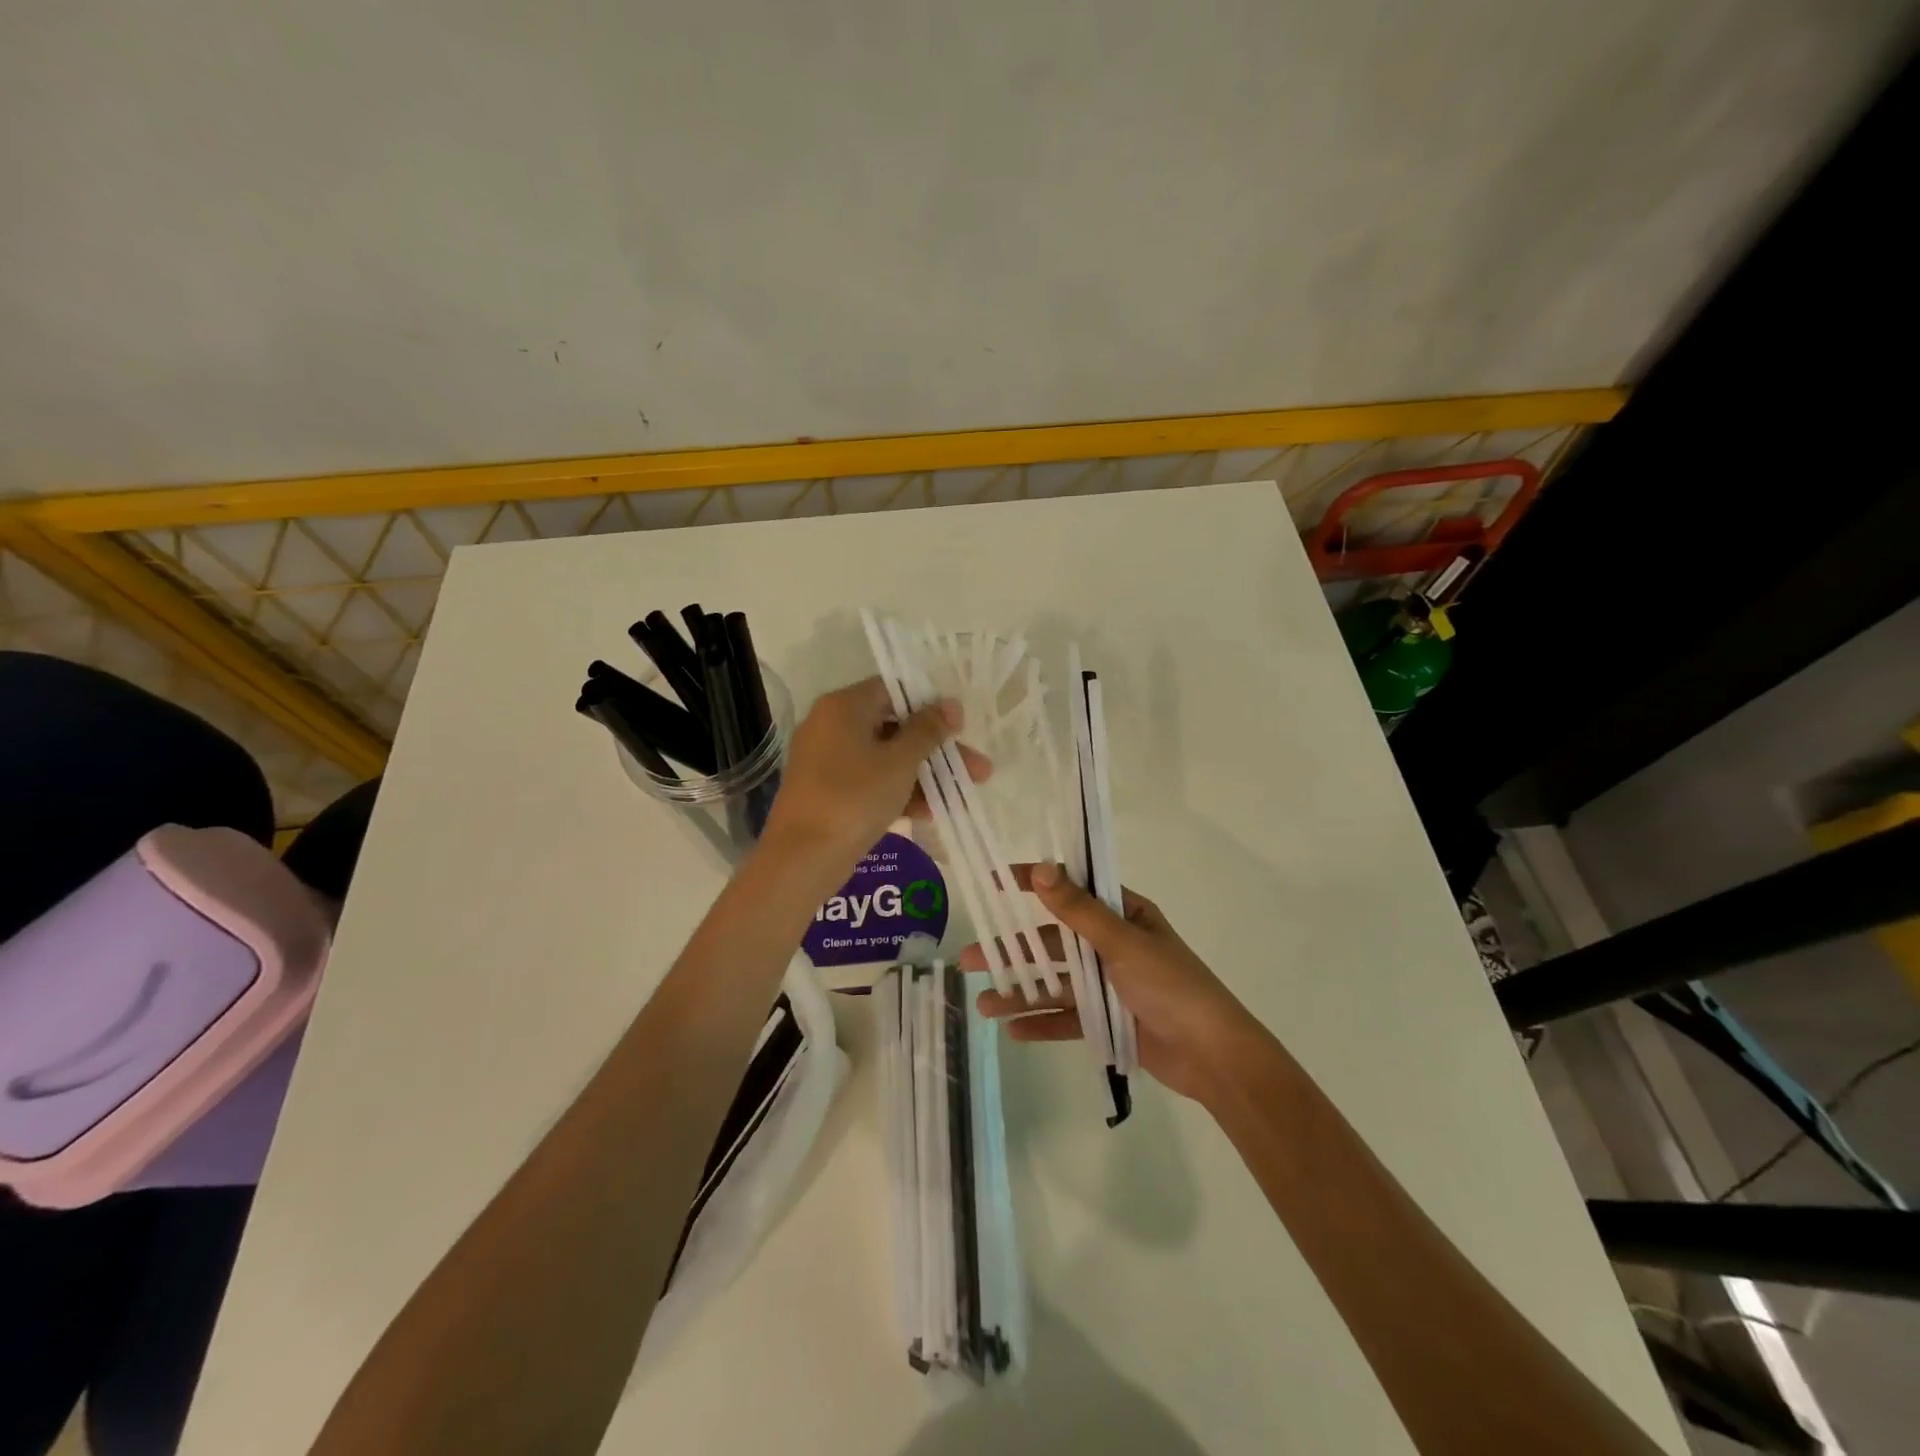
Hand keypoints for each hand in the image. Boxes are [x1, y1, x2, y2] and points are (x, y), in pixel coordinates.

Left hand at [761, 676, 988, 874]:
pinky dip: (900, 792)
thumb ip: (928, 731)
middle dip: (937, 748)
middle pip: (894, 726)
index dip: (930, 705)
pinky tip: (934, 811)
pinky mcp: (830, 793)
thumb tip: (950, 705)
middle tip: (976, 766)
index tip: (960, 726)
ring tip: (967, 790)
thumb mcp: (899, 762)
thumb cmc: (854, 797)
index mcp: (843, 707)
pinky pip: (872, 782)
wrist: (802, 858)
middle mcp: (832, 726)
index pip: (893, 690)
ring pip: (886, 758)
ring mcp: (829, 762)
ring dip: (925, 773)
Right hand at [963, 863, 1270, 1104]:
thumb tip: (1039, 867)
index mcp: (1123, 915)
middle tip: (968, 958)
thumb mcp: (1123, 943)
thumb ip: (1078, 911)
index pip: (1070, 890)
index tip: (992, 882)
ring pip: (1055, 982)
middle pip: (1052, 942)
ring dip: (1021, 992)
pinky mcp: (1107, 1020)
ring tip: (983, 1006)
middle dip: (1012, 951)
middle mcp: (1112, 945)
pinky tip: (1012, 1030)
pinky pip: (1067, 1018)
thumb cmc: (1172, 987)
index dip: (1031, 884)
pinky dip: (1042, 1023)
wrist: (1214, 1057)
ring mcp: (1108, 984)